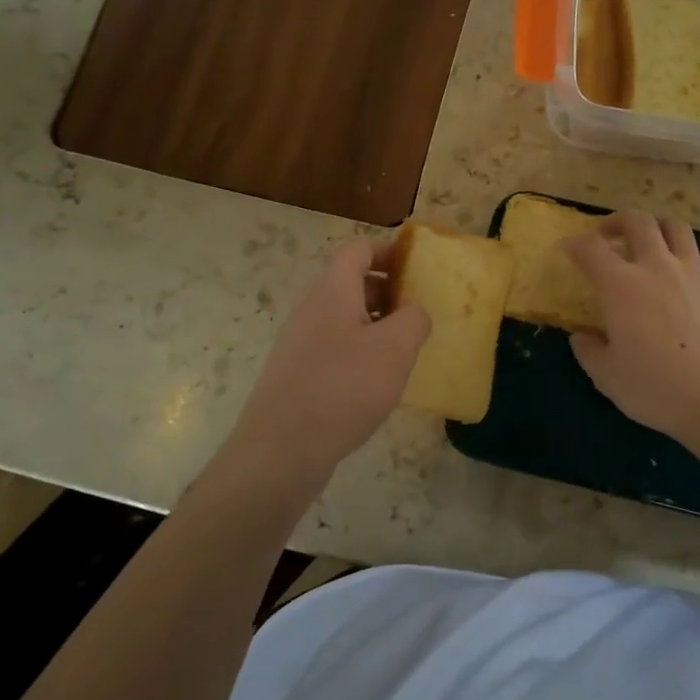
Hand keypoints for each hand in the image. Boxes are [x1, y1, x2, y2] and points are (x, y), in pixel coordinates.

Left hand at [223, 237, 430, 491]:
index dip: (388, 251)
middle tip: (419, 312)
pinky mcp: (298, 373)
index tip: (418, 269)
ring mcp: (301, 341)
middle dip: (389, 290)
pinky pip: (335, 346)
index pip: (357, 249)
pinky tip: (378, 382)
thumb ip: (414, 320)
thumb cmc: (343, 388)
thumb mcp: (394, 349)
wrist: (280, 450)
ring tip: (405, 349)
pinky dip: (360, 351)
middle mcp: (312, 308)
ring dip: (377, 324)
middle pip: (352, 282)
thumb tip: (414, 312)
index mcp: (333, 290)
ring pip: (345, 317)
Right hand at [564, 212, 699, 449]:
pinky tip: (692, 274)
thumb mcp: (607, 377)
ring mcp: (695, 272)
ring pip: (676, 228)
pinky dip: (695, 258)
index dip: (575, 244)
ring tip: (652, 244)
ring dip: (658, 229)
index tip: (568, 248)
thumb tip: (581, 336)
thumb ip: (588, 351)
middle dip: (618, 221)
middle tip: (609, 235)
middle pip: (637, 221)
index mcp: (621, 285)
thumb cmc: (657, 389)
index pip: (590, 249)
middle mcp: (657, 266)